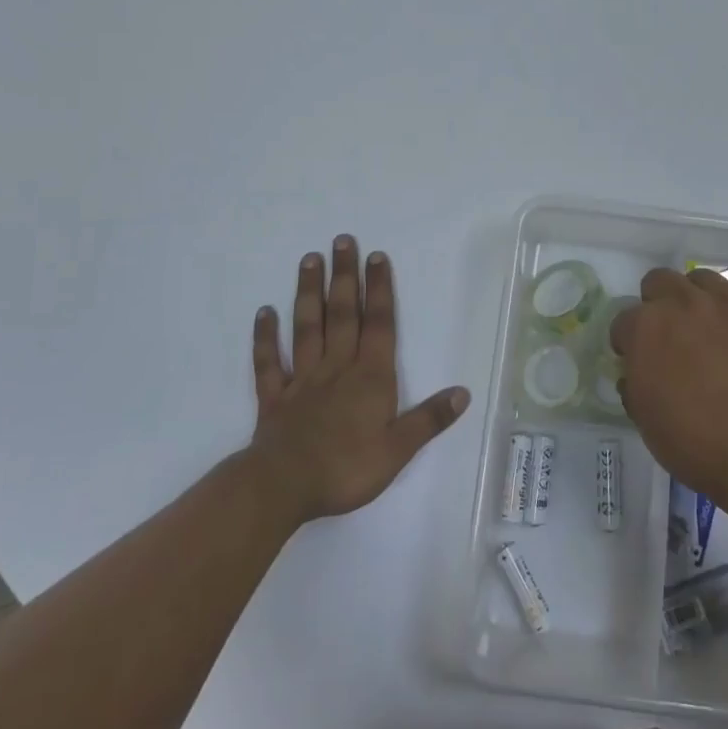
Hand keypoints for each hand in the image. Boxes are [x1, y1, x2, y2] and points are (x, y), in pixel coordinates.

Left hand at [249, 237, 468, 523]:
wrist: (283, 487)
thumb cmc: (346, 468)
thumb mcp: (398, 450)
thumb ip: (429, 419)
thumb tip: (463, 392)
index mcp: (370, 377)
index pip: (378, 324)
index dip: (379, 289)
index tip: (377, 256)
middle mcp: (336, 367)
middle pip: (342, 314)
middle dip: (345, 276)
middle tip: (342, 240)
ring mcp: (302, 379)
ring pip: (307, 327)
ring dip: (309, 292)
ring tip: (310, 260)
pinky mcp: (274, 397)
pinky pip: (269, 362)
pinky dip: (265, 337)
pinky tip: (264, 313)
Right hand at [611, 268, 727, 516]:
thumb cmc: (694, 442)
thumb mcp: (644, 419)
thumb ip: (634, 384)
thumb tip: (637, 372)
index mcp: (645, 327)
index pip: (623, 321)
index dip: (628, 342)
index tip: (636, 360)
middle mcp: (681, 301)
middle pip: (659, 281)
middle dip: (658, 305)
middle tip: (671, 337)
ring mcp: (725, 300)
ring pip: (701, 277)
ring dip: (698, 297)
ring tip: (709, 326)